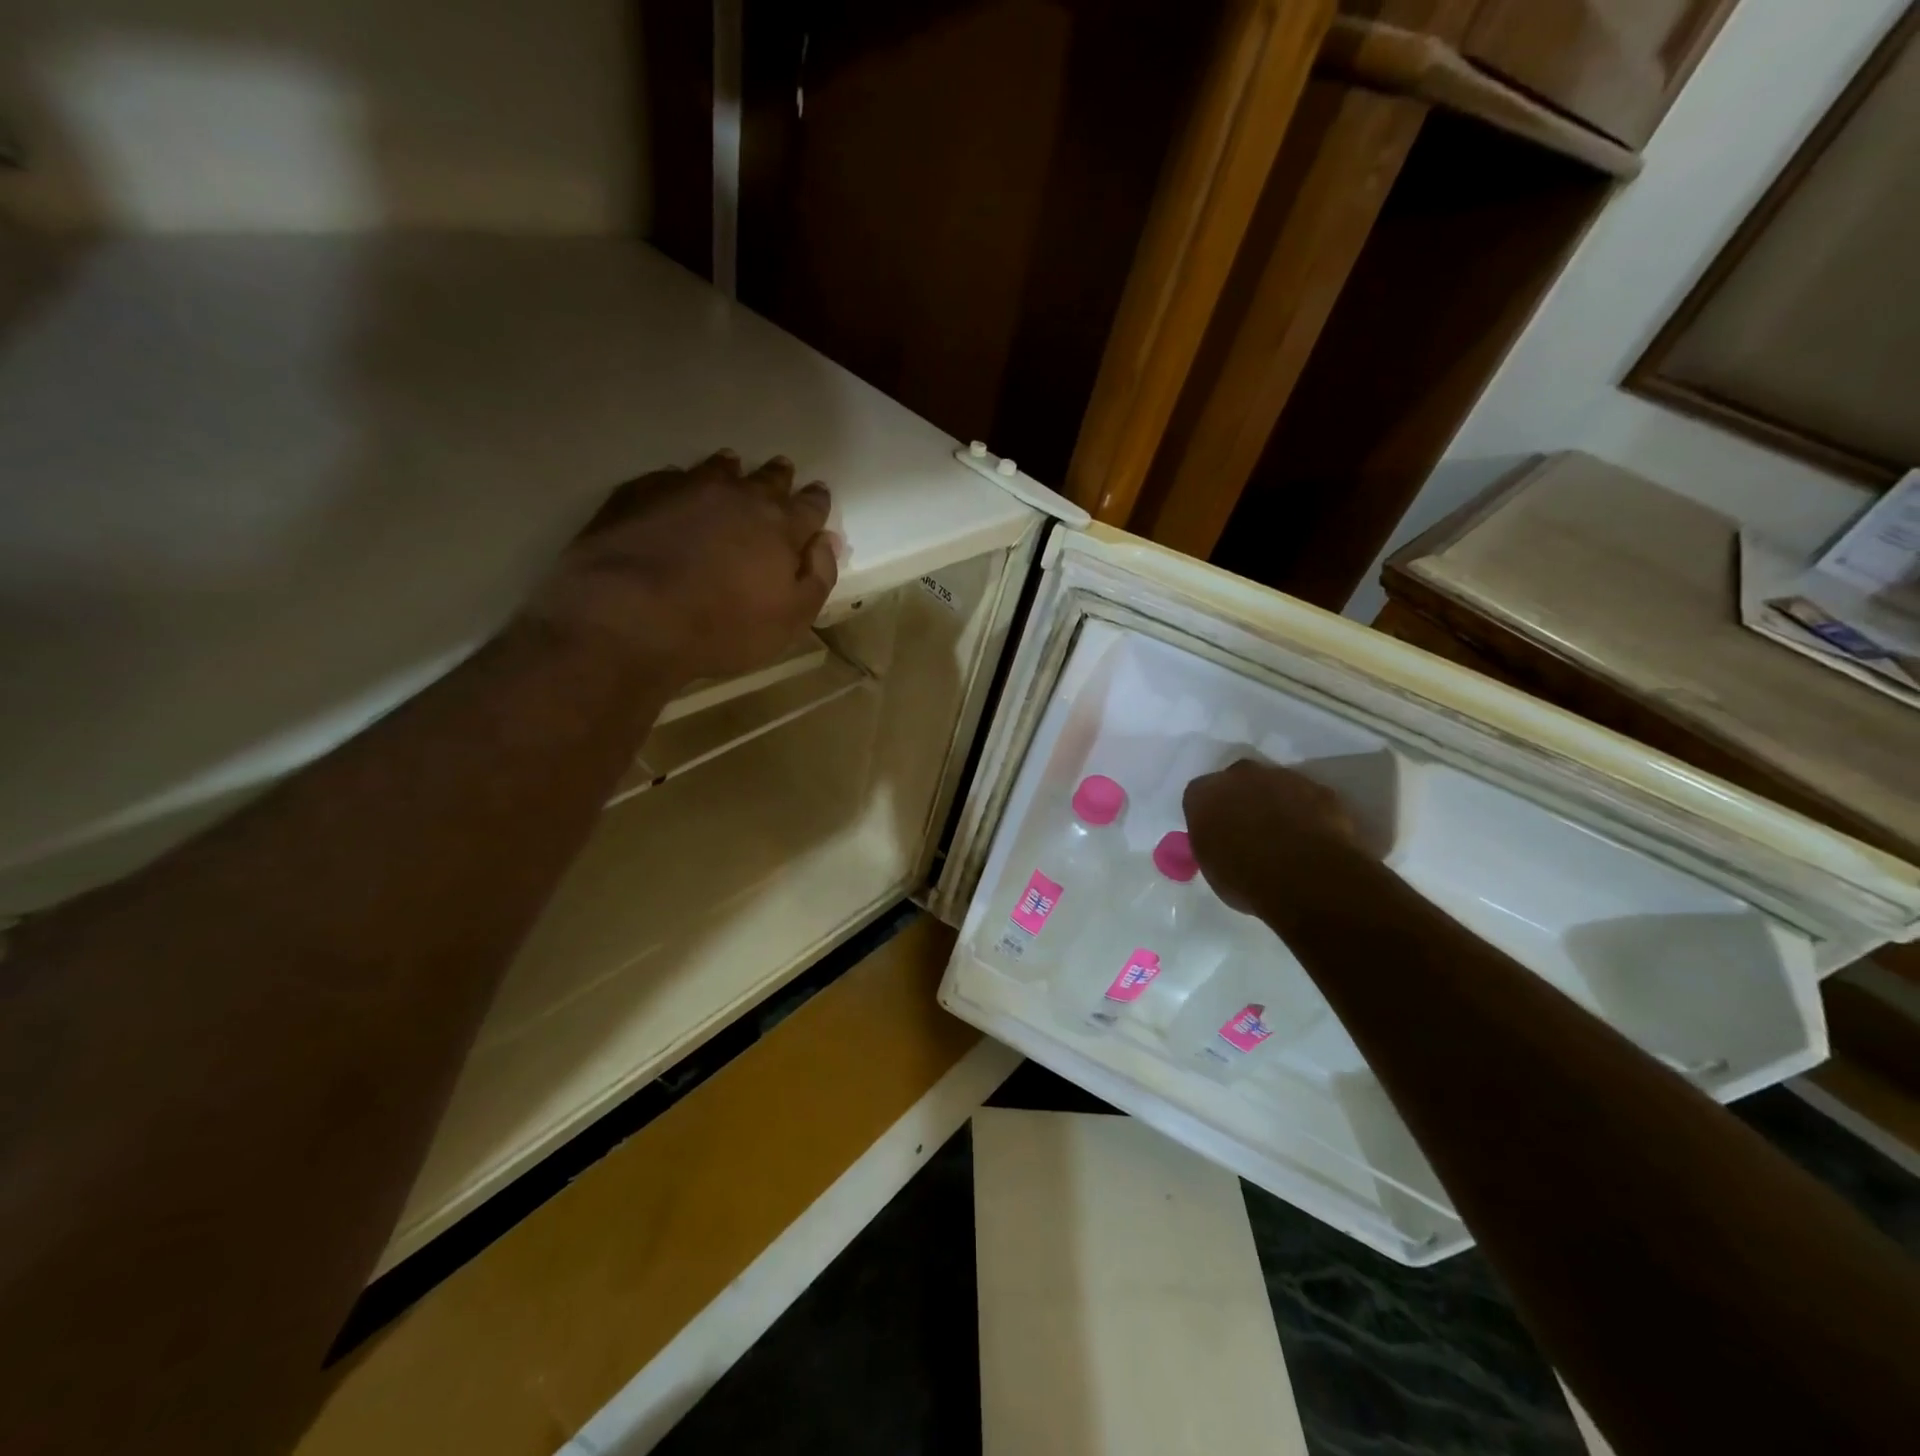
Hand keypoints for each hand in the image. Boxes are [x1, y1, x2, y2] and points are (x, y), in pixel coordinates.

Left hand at [527, 451, 838, 685]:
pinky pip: (670, 477)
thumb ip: (817, 576)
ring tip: (732, 468)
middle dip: (779, 478)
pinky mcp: (641, 494)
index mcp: (781, 526)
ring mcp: (687, 489)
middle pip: (767, 479)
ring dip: (730, 471)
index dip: (817, 502)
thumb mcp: (791, 617)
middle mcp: (739, 496)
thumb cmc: (724, 627)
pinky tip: (677, 489)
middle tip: (782, 472)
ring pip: (718, 469)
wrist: (631, 615)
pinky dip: (681, 482)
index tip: (819, 495)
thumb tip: (827, 541)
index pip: (810, 506)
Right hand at [1182, 760, 1366, 916]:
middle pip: (1237, 781)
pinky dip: (1308, 813)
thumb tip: (1222, 841)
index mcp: (1204, 794)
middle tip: (1251, 830)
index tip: (1217, 834)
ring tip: (1286, 837)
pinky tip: (1313, 838)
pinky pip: (1308, 798)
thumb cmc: (1244, 879)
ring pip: (1275, 786)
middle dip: (1243, 800)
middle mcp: (1239, 775)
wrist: (1305, 877)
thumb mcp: (1211, 866)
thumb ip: (1212, 842)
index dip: (1210, 814)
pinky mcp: (1319, 788)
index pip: (1199, 796)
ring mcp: (1282, 777)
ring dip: (1277, 804)